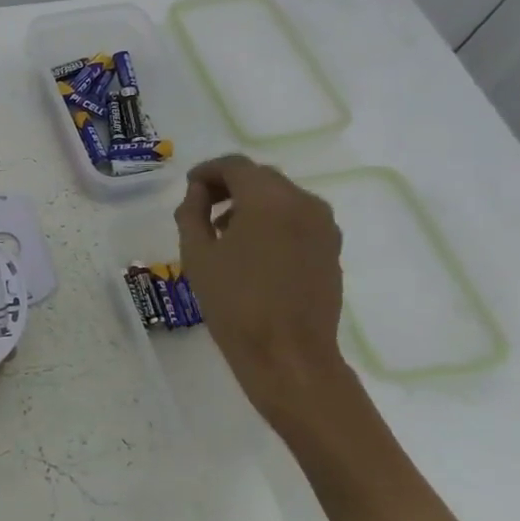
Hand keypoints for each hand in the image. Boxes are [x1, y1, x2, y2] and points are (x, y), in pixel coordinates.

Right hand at [174, 155, 358, 440]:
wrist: (288, 356)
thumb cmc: (235, 303)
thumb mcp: (197, 254)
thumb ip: (192, 212)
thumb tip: (198, 193)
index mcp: (268, 199)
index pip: (234, 165)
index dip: (207, 171)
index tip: (188, 189)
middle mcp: (302, 202)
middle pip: (260, 177)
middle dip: (229, 185)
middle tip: (202, 207)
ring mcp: (323, 225)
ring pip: (280, 196)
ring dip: (251, 202)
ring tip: (223, 231)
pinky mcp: (331, 248)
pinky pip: (296, 217)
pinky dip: (271, 220)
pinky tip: (251, 249)